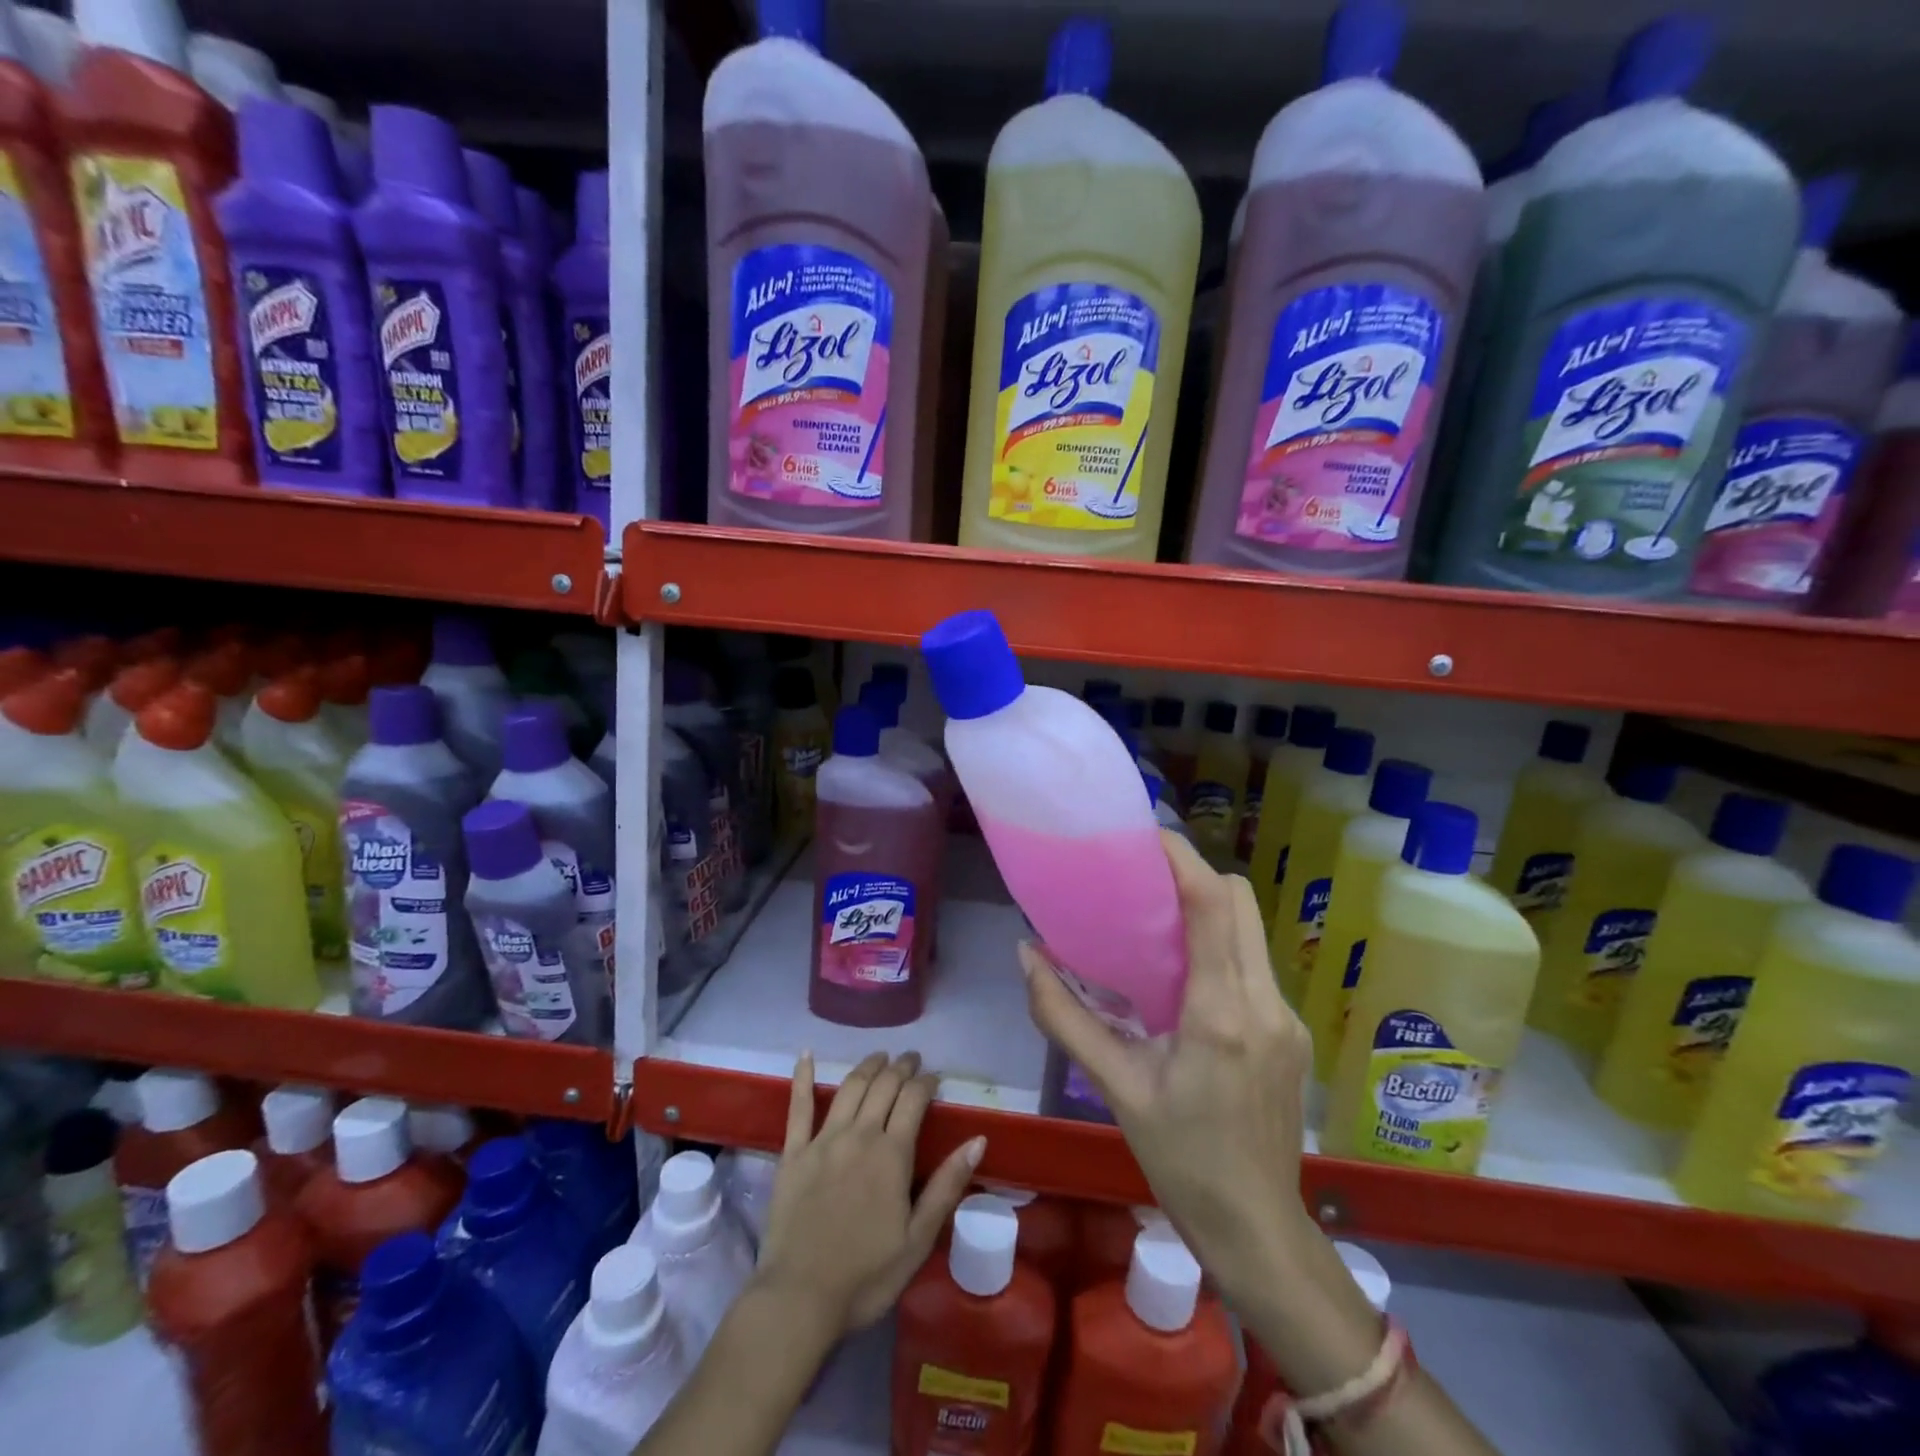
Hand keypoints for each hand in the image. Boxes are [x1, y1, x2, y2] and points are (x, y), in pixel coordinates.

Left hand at [754, 1050, 983, 1334]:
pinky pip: (798, 1107)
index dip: (926, 1081)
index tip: (934, 1076)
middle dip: (900, 1067)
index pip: (914, 1099)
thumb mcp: (918, 1239)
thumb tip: (978, 1140)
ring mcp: (823, 1140)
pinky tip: (805, 1055)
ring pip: (850, 1087)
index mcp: (892, 1154)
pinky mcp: (793, 1153)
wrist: (799, 1299)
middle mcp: (859, 1135)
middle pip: (883, 1086)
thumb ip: (947, 1185)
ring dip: (867, 1066)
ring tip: (879, 1057)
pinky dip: (802, 1077)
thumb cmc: (866, 1276)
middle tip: (910, 1059)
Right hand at [1022, 829, 1316, 1291]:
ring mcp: (1287, 1017)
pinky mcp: (1293, 1031)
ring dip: (1209, 909)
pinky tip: (1186, 976)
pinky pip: (1256, 963)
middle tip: (1143, 878)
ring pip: (1252, 929)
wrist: (1255, 1227)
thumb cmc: (1179, 1158)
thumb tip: (1026, 955)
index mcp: (1219, 1013)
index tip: (1145, 836)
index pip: (1212, 906)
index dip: (1182, 859)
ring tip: (1158, 920)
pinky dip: (1222, 946)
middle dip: (1195, 875)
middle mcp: (1264, 1003)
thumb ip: (1063, 1017)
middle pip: (1241, 902)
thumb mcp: (1115, 1087)